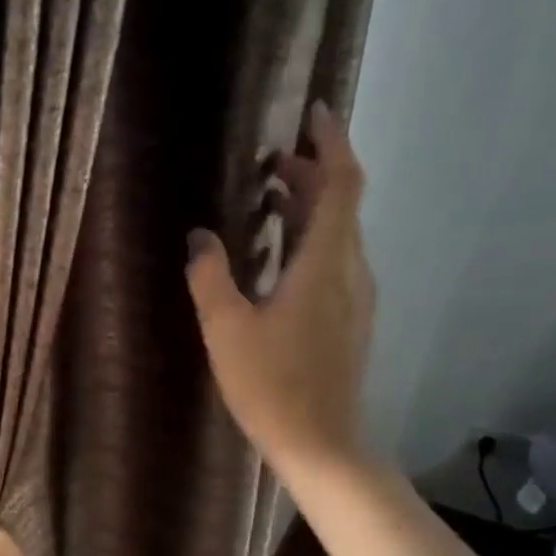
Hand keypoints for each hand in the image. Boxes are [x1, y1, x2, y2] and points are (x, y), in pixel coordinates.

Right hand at [186, 100, 375, 479]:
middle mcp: (350, 271)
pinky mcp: (349, 320)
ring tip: (269, 197)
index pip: (341, 185)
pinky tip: (277, 255)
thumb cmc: (272, 384)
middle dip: (311, 173)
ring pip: (338, 234)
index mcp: (325, 264)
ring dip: (309, 207)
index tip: (313, 113)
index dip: (330, 144)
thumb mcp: (226, 328)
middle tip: (270, 159)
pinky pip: (334, 260)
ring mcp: (355, 298)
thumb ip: (211, 277)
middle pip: (341, 205)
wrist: (320, 442)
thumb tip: (200, 237)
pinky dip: (310, 239)